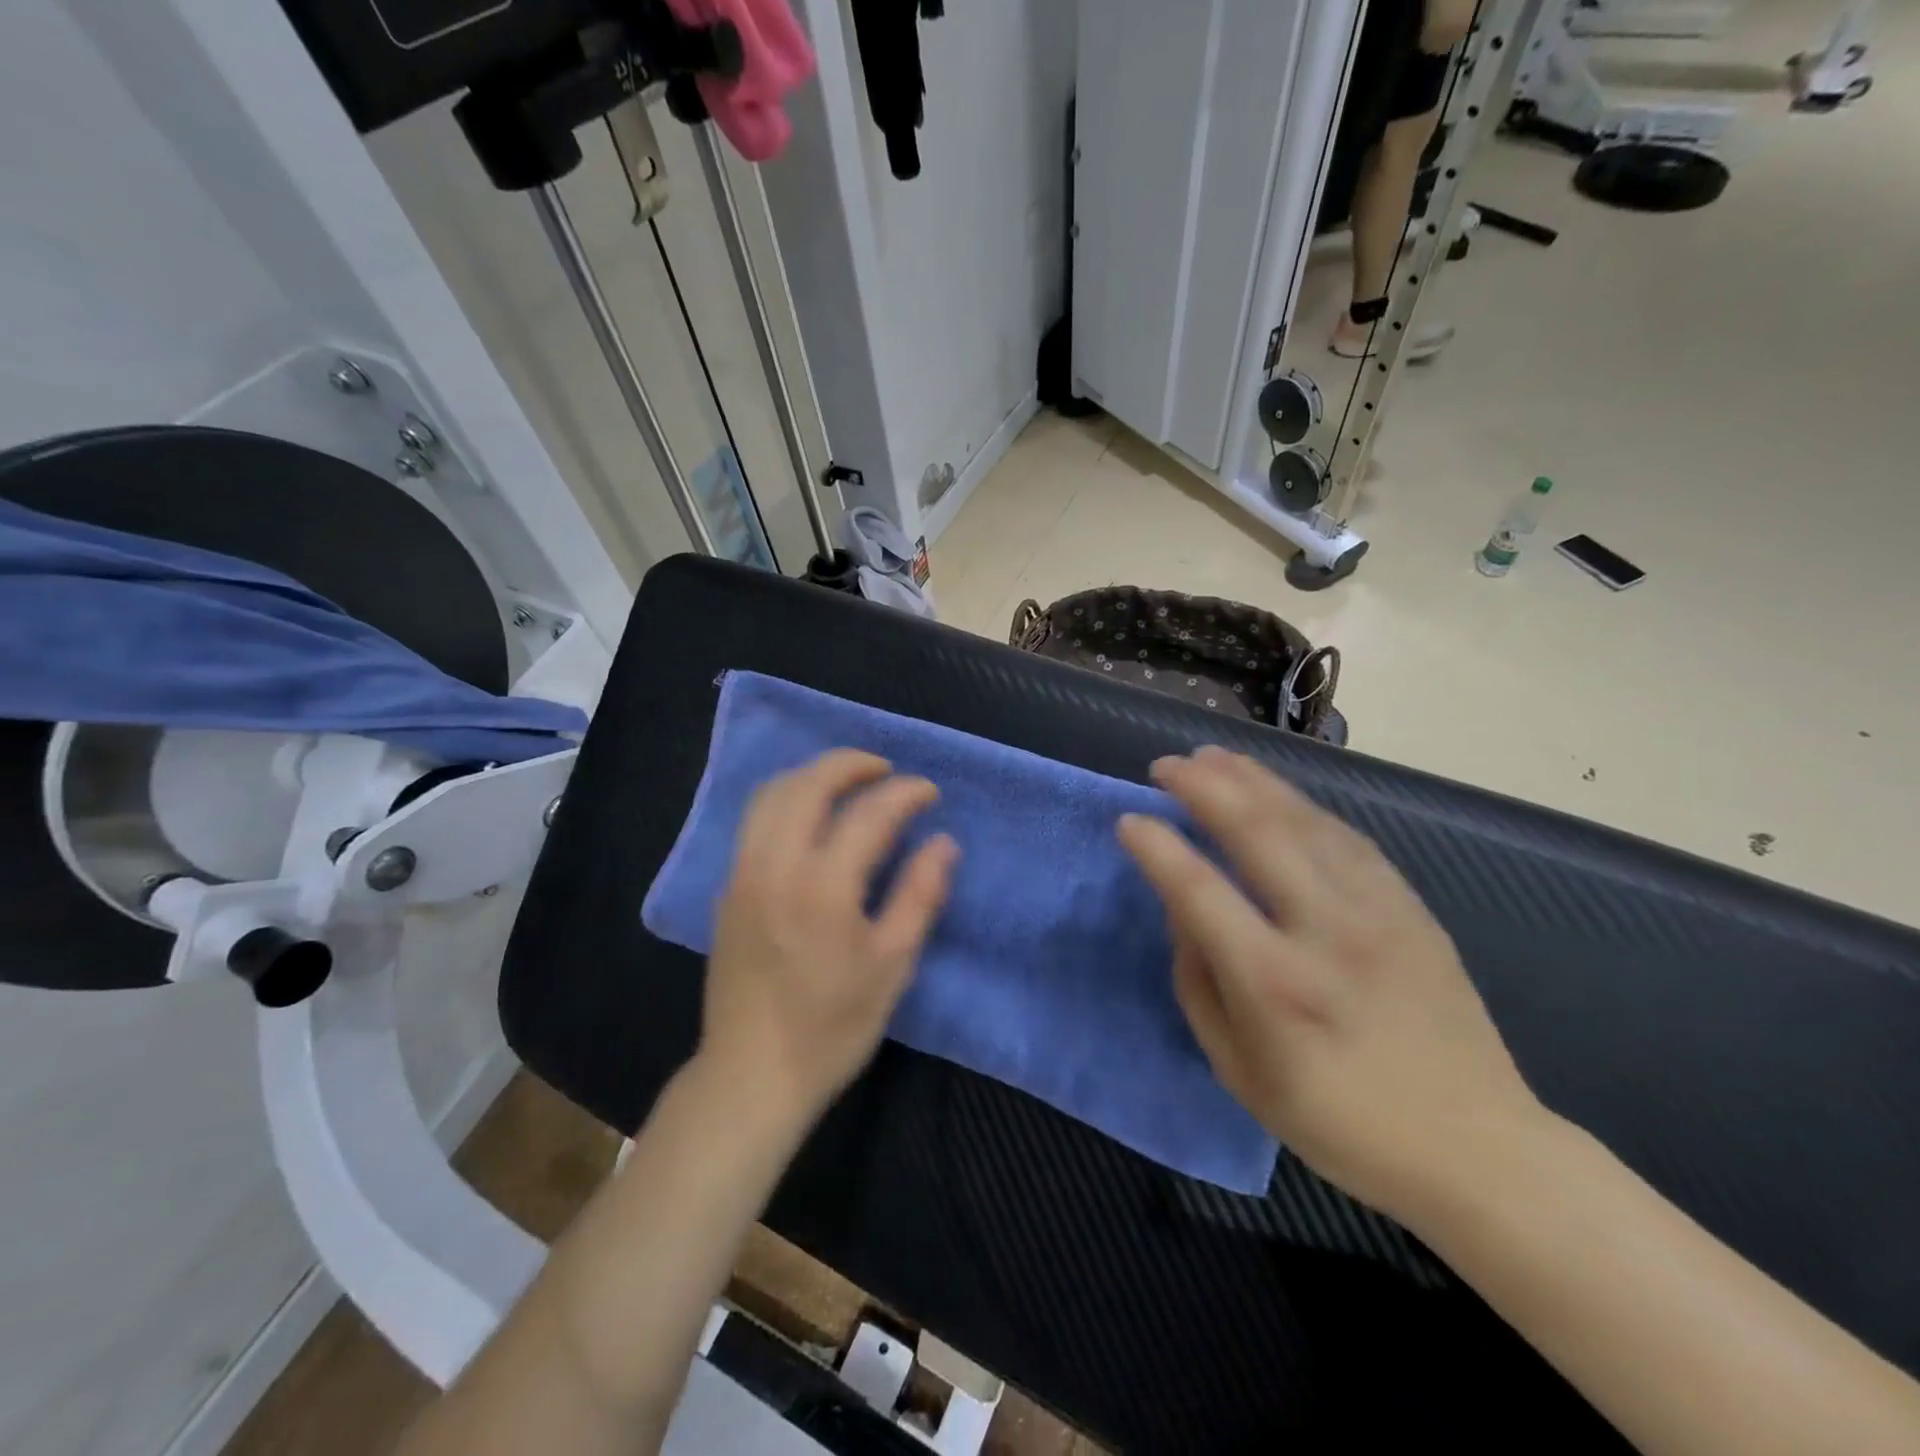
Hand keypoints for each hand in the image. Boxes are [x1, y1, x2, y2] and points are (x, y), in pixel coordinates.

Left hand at [701, 750, 957, 1117]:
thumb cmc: (831, 1027)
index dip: (904, 793)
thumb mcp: (892, 966)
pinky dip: (786, 798)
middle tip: (886, 770)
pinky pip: (754, 820)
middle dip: (850, 764)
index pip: (868, 814)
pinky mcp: (727, 889)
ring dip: (812, 774)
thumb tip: (944, 843)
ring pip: (771, 794)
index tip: (929, 792)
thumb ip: (919, 896)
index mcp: (822, 888)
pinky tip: (810, 815)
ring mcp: (743, 875)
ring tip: (848, 782)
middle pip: (808, 784)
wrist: (751, 1074)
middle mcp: (775, 867)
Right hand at [1117, 746, 1542, 1226]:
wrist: (1475, 1148)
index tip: (1129, 820)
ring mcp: (1377, 911)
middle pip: (1256, 830)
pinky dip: (1302, 805)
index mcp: (1273, 984)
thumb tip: (1183, 909)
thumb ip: (1198, 981)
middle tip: (1166, 765)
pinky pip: (1347, 836)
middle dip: (1203, 786)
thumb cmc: (1338, 1123)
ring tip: (1212, 757)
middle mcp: (1325, 931)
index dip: (1156, 847)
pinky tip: (1277, 793)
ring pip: (1304, 820)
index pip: (1198, 889)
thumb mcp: (1238, 1070)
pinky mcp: (1410, 906)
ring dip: (1251, 780)